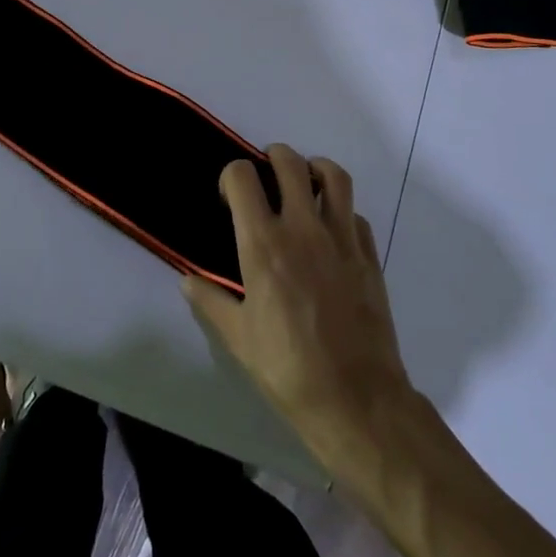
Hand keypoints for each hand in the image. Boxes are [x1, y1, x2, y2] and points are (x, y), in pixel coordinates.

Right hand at [183, 145, 415, 474]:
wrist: (356, 400)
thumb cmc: (288, 369)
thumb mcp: (237, 338)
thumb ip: (211, 301)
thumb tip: (187, 280)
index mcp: (263, 244)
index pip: (243, 177)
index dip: (232, 175)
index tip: (230, 196)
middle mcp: (303, 228)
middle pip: (289, 163)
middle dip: (272, 157)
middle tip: (265, 174)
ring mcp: (341, 238)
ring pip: (333, 176)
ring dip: (314, 168)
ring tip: (304, 182)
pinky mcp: (368, 254)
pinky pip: (355, 214)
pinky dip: (341, 210)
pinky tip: (331, 231)